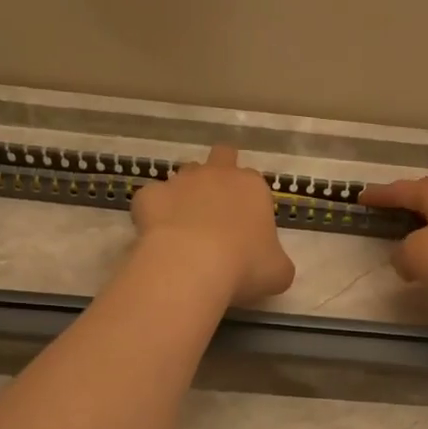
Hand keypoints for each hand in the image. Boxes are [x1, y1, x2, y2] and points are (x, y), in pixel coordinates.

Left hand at [131, 145, 295, 304]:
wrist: (191, 266)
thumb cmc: (245, 266)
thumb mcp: (278, 272)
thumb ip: (277, 262)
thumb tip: (271, 265)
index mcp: (253, 187)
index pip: (254, 181)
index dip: (249, 200)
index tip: (246, 225)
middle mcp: (217, 174)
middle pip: (221, 156)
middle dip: (219, 173)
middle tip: (216, 207)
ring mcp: (180, 181)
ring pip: (184, 174)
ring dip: (186, 193)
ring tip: (185, 226)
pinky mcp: (149, 195)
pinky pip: (151, 198)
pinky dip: (153, 212)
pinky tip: (156, 235)